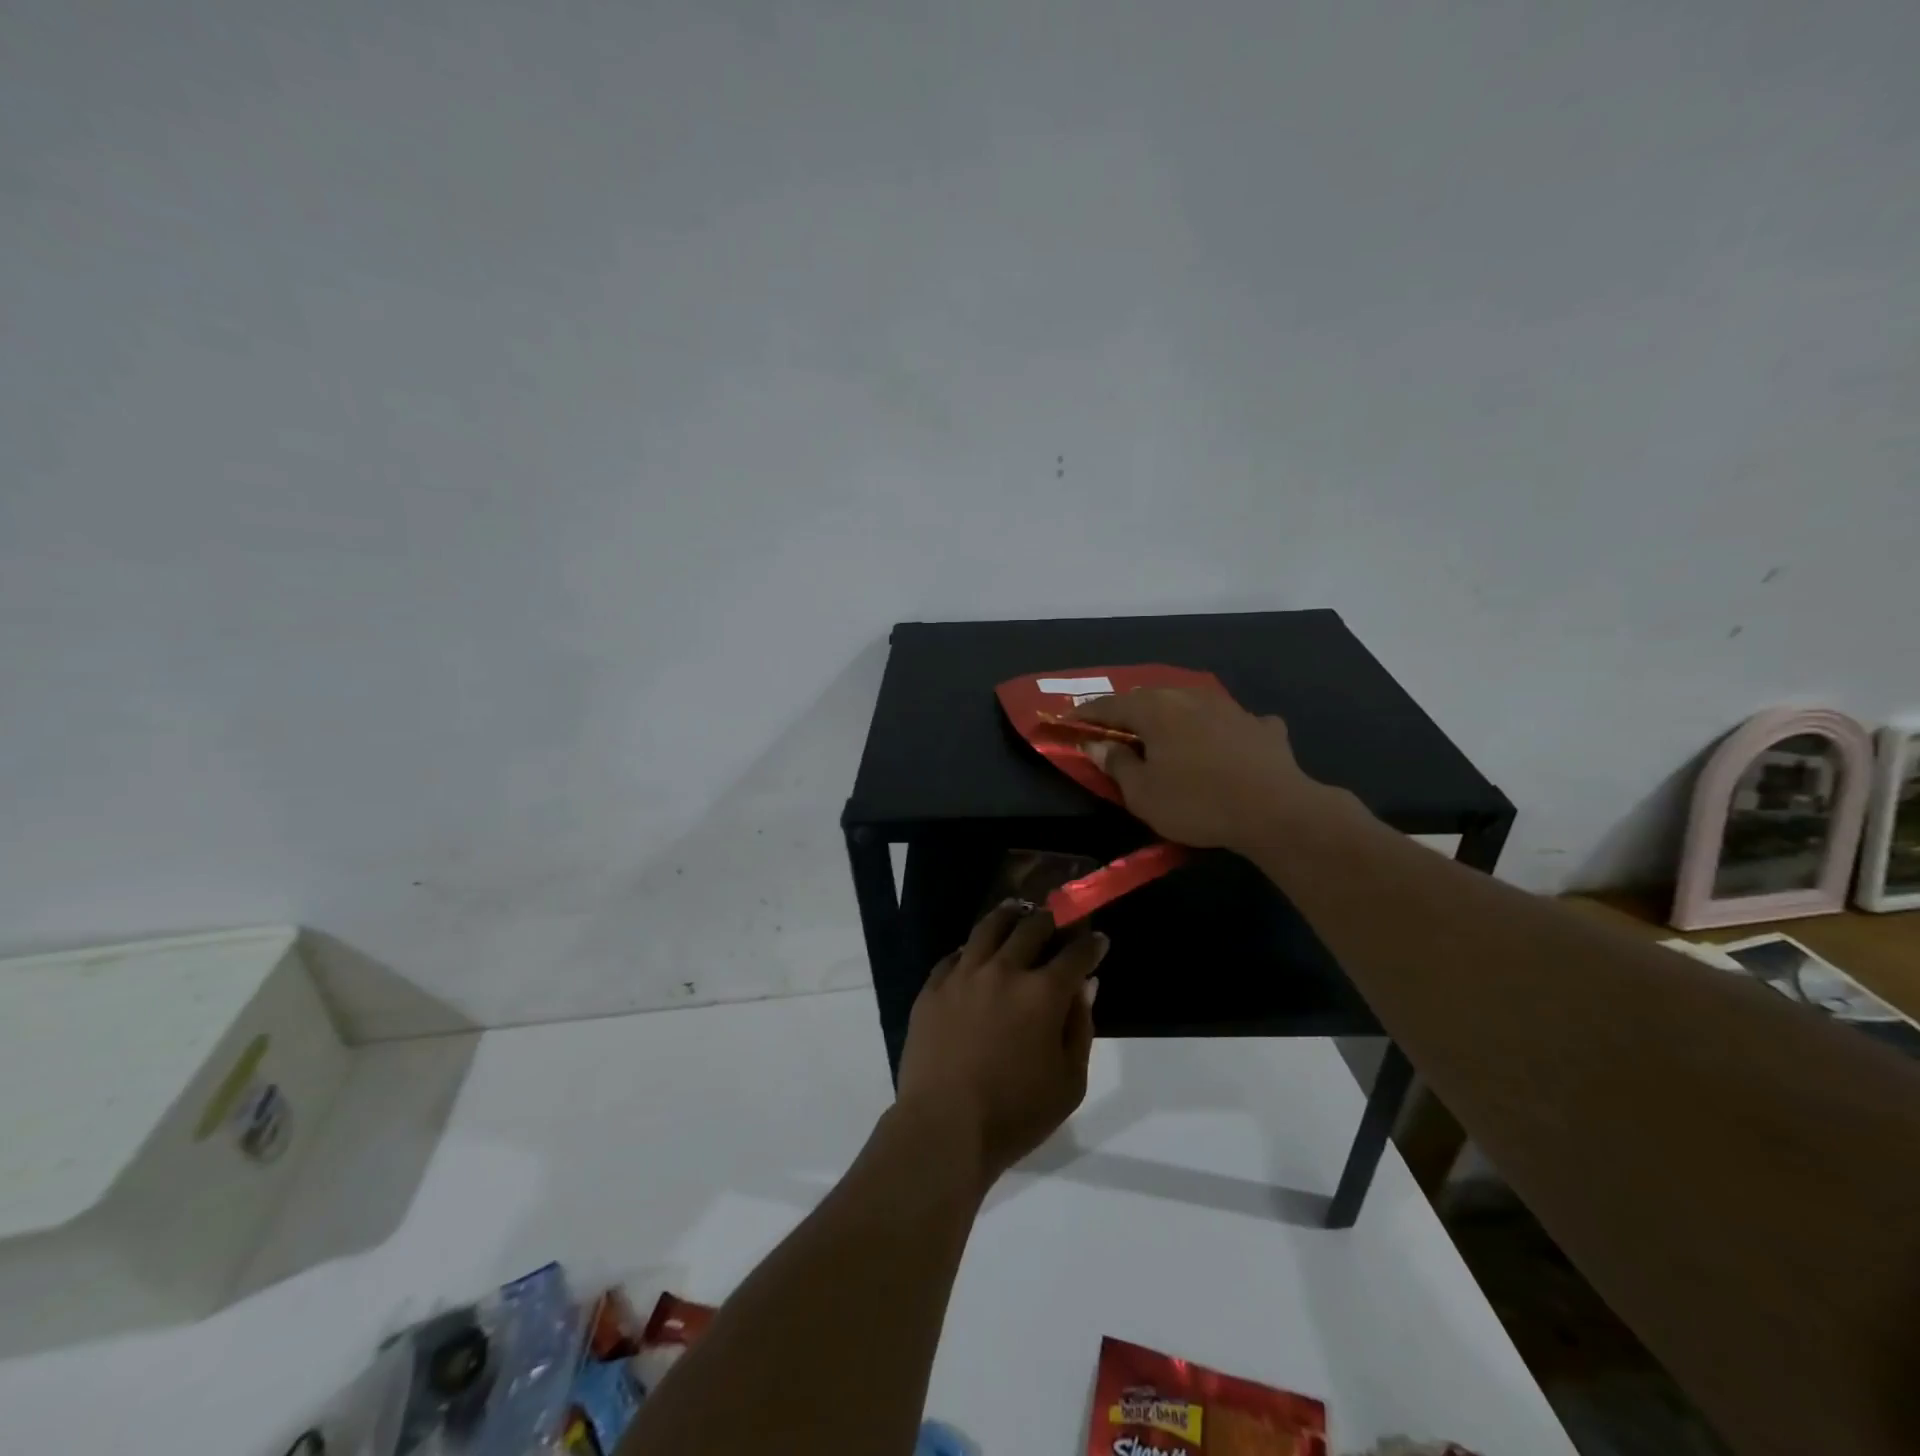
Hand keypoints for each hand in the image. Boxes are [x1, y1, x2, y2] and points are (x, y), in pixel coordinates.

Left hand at [895, 903, 1106, 1187]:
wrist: (943, 1127)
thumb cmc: (1015, 1114)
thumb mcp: (1069, 1083)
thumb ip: (1080, 1028)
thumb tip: (1085, 986)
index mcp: (1042, 994)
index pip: (1075, 954)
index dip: (1091, 944)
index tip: (1098, 939)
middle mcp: (1004, 971)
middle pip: (1031, 928)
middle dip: (1050, 919)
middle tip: (1056, 919)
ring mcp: (963, 975)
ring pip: (989, 928)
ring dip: (1009, 916)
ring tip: (1016, 910)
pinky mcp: (932, 987)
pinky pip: (955, 955)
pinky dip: (971, 948)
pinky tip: (975, 951)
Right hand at [1073, 688, 1323, 852]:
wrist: (1275, 810)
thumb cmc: (1196, 802)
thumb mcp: (1142, 793)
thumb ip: (1116, 764)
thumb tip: (1097, 744)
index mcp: (1155, 710)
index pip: (1110, 706)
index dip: (1087, 714)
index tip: (1069, 720)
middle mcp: (1190, 697)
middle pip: (1150, 699)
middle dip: (1130, 712)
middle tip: (1116, 729)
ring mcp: (1230, 708)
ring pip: (1191, 705)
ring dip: (1175, 718)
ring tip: (1167, 735)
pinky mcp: (1262, 726)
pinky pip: (1232, 723)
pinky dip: (1222, 731)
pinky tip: (1228, 743)